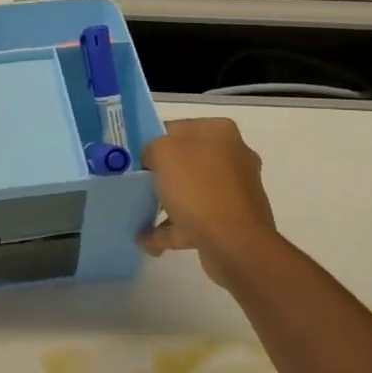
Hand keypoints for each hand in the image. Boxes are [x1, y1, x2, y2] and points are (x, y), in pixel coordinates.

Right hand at [138, 117, 279, 285]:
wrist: (235, 244)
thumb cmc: (198, 188)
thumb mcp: (163, 152)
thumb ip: (151, 147)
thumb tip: (152, 159)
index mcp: (220, 132)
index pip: (177, 128)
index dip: (153, 142)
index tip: (136, 159)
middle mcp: (232, 157)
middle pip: (185, 161)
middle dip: (160, 175)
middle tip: (137, 185)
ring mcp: (235, 191)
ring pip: (191, 192)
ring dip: (166, 204)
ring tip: (139, 216)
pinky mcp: (233, 222)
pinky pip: (195, 220)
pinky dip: (173, 228)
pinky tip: (147, 240)